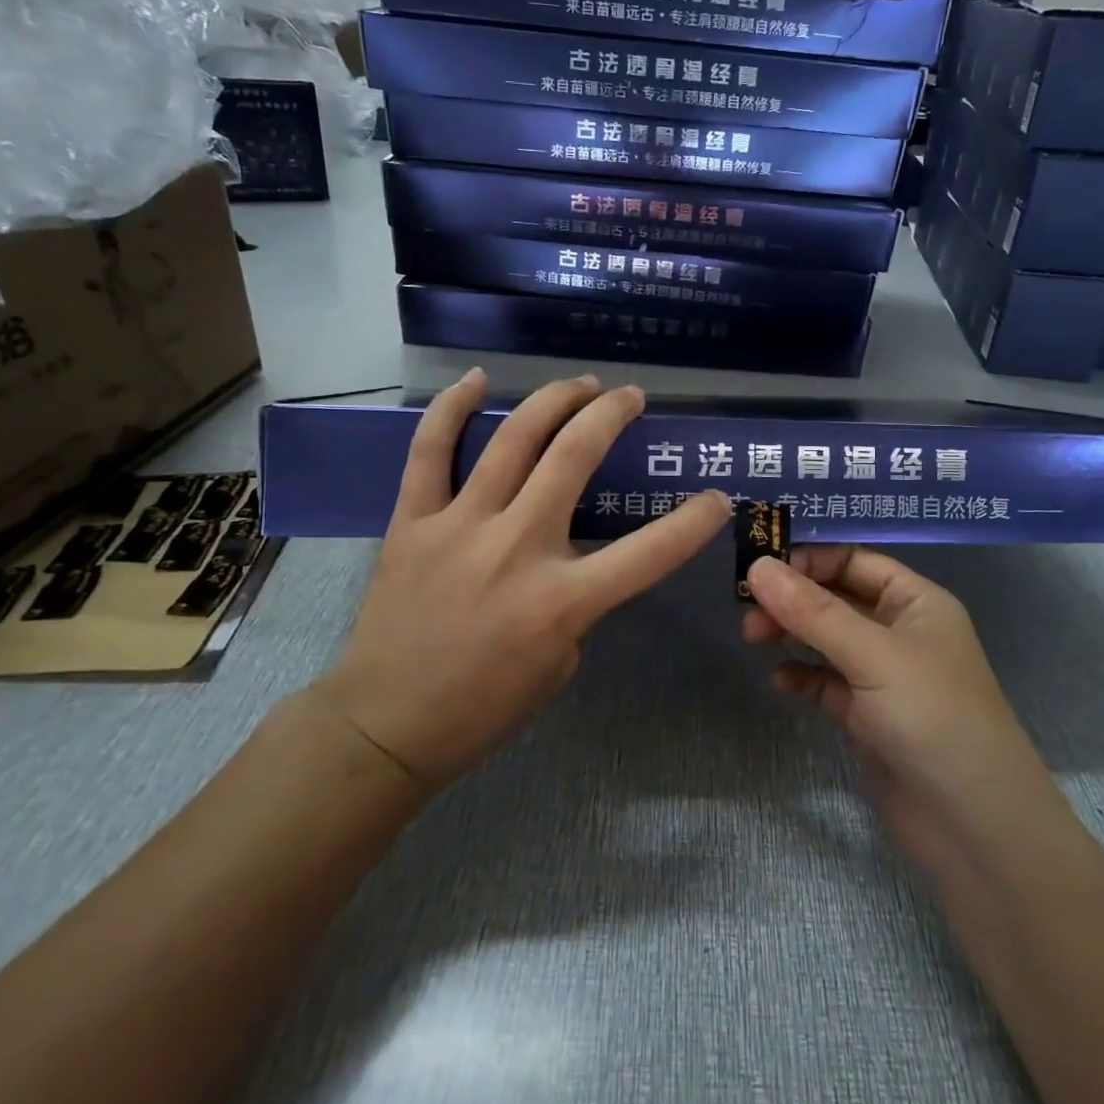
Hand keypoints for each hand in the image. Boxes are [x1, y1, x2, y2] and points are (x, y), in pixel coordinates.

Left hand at [313, 370, 729, 796]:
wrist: (386, 723)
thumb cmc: (484, 705)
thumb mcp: (561, 662)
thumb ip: (578, 602)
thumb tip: (574, 555)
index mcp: (561, 601)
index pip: (649, 551)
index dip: (694, 521)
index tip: (717, 498)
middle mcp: (516, 549)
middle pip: (574, 456)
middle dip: (612, 414)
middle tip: (629, 398)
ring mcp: (460, 527)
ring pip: (513, 439)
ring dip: (555, 400)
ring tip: (581, 383)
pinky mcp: (412, 521)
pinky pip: (430, 451)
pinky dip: (453, 409)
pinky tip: (479, 380)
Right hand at [742, 548, 1055, 848]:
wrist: (975, 828)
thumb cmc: (934, 719)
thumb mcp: (873, 655)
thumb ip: (813, 612)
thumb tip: (757, 566)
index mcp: (917, 602)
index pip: (854, 560)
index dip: (808, 559)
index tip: (759, 567)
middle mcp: (900, 631)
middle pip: (835, 597)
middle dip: (792, 598)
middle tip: (747, 610)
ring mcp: (883, 676)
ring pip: (826, 639)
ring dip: (791, 633)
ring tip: (752, 639)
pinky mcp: (867, 717)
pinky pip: (825, 682)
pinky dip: (801, 676)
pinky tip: (780, 682)